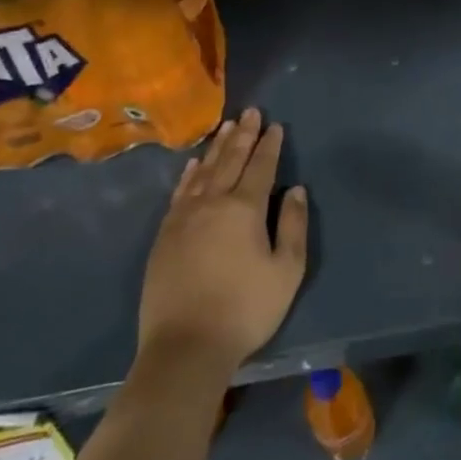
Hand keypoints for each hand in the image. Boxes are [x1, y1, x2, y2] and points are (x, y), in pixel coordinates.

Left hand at [137, 108, 307, 374]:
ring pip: (203, 172)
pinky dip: (188, 174)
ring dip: (217, 148)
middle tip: (250, 112)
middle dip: (243, 135)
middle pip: (230, 161)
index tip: (275, 125)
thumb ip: (293, 226)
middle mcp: (212, 203)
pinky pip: (179, 193)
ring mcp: (183, 218)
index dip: (270, 145)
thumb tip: (295, 190)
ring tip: (227, 127)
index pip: (260, 167)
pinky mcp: (165, 236)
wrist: (185, 347)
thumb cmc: (245, 309)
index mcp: (244, 209)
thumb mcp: (286, 271)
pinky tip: (193, 165)